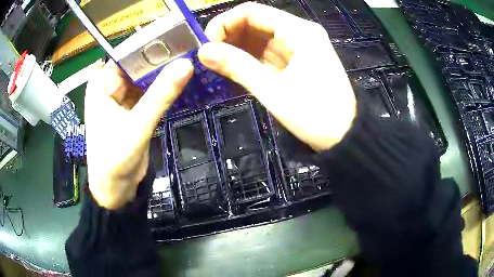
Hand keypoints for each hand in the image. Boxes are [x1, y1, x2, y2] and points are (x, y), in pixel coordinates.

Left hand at [85, 59, 192, 209]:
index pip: (127, 55)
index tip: (178, 38)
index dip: (151, 46)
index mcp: (101, 84)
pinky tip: (181, 81)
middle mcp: (109, 87)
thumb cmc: (114, 159)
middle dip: (160, 59)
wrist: (116, 190)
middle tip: (190, 49)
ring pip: (145, 79)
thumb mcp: (137, 126)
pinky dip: (162, 89)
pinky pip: (149, 93)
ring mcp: (122, 99)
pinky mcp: (133, 111)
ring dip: (163, 74)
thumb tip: (186, 65)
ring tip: (190, 61)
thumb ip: (160, 96)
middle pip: (137, 66)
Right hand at [198, 2, 355, 151]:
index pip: (252, 11)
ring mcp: (299, 46)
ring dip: (237, 48)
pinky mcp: (298, 60)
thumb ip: (237, 66)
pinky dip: (249, 58)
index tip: (206, 44)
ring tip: (218, 64)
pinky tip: (235, 68)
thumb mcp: (273, 90)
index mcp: (298, 30)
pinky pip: (268, 52)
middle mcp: (299, 31)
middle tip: (209, 57)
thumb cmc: (315, 115)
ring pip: (260, 37)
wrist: (346, 136)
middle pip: (255, 22)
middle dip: (229, 36)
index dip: (224, 22)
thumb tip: (203, 51)